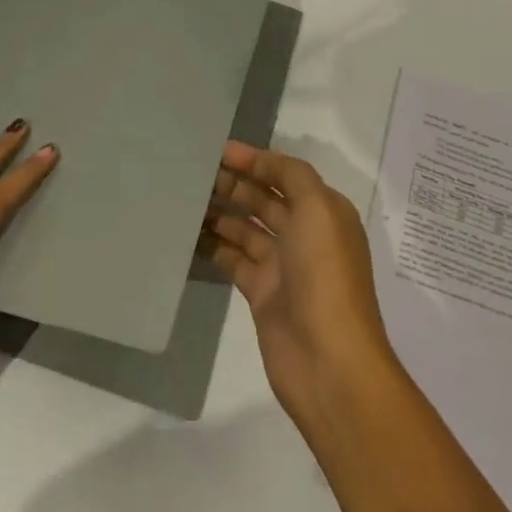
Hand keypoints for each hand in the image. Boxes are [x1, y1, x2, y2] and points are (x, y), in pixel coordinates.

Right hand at [200, 140, 401, 437]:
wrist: (328, 360)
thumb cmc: (325, 275)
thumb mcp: (318, 209)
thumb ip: (291, 176)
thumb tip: (260, 162)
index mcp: (324, 212)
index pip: (285, 175)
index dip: (255, 160)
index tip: (217, 150)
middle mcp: (305, 235)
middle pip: (264, 199)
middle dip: (233, 183)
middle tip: (192, 171)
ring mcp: (282, 266)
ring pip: (245, 228)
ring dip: (219, 212)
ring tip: (183, 196)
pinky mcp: (261, 293)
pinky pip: (232, 259)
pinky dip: (212, 245)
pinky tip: (187, 232)